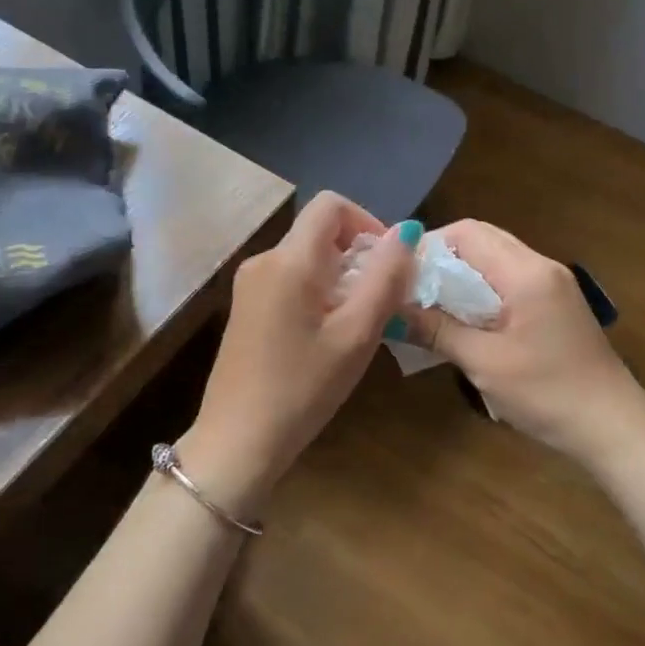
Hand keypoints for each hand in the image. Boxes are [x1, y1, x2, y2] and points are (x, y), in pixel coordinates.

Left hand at [181, 192, 414, 514]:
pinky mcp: (246, 308)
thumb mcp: (357, 334)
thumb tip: (407, 230)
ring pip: (306, 259)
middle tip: (379, 303)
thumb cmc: (303, 388)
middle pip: (319, 232)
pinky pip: (290, 281)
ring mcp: (249, 285)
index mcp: (288, 260)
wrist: (237, 441)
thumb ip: (385, 277)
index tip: (387, 264)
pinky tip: (327, 337)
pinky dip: (318, 294)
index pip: (331, 204)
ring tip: (357, 326)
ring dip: (341, 278)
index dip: (367, 222)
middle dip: (357, 256)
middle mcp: (263, 261)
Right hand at [411, 220, 644, 465]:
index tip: (400, 273)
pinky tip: (462, 319)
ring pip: (496, 260)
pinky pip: (509, 281)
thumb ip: (437, 330)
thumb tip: (391, 310)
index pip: (468, 233)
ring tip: (429, 304)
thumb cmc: (547, 393)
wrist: (612, 427)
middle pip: (482, 240)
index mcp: (526, 273)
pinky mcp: (556, 305)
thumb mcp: (484, 363)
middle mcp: (541, 267)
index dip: (429, 245)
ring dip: (461, 275)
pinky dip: (481, 291)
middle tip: (409, 288)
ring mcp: (553, 285)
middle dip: (442, 258)